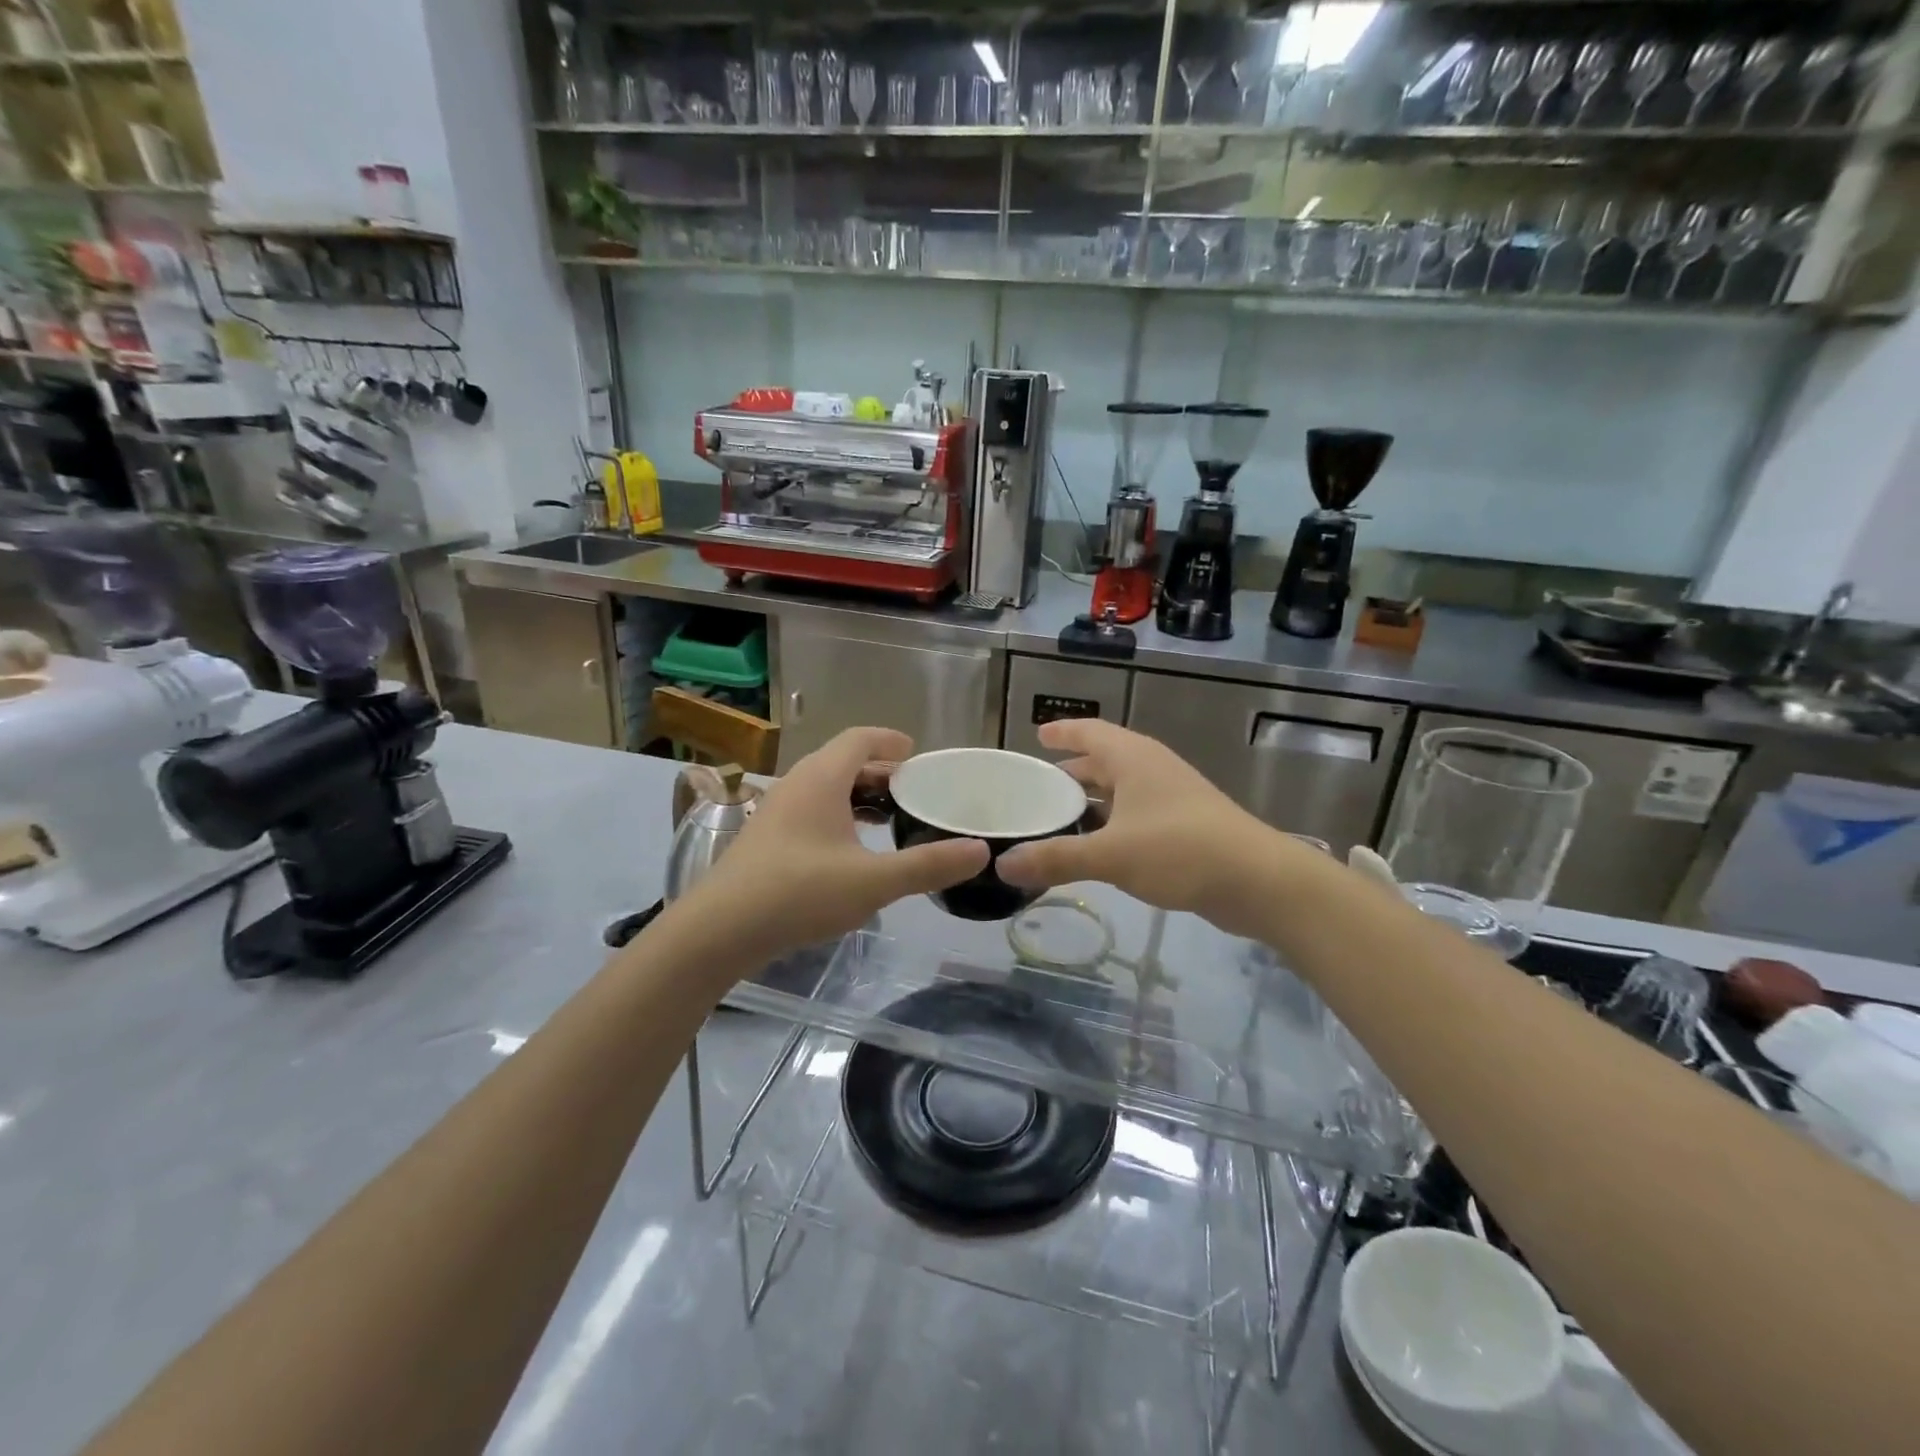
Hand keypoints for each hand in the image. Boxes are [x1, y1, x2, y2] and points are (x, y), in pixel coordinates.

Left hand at [681, 728, 988, 962]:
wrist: (719, 930)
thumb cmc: (799, 893)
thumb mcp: (873, 882)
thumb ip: (928, 865)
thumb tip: (980, 851)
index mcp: (822, 778)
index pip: (860, 738)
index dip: (891, 740)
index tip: (917, 753)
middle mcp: (797, 784)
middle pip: (844, 762)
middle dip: (881, 773)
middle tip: (914, 793)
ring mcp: (776, 811)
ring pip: (826, 789)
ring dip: (859, 797)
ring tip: (889, 821)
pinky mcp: (766, 838)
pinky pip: (811, 811)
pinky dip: (839, 817)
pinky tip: (852, 852)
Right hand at [996, 718, 1294, 938]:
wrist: (1258, 880)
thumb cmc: (1180, 850)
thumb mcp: (1111, 854)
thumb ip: (1056, 859)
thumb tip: (1002, 865)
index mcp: (1133, 758)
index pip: (1089, 732)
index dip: (1062, 732)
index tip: (1037, 735)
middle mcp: (1152, 768)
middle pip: (1104, 759)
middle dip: (1072, 769)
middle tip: (1037, 784)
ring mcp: (1172, 795)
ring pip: (1122, 788)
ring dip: (1092, 798)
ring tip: (1060, 815)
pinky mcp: (1184, 824)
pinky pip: (1136, 812)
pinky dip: (1112, 820)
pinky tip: (1099, 845)